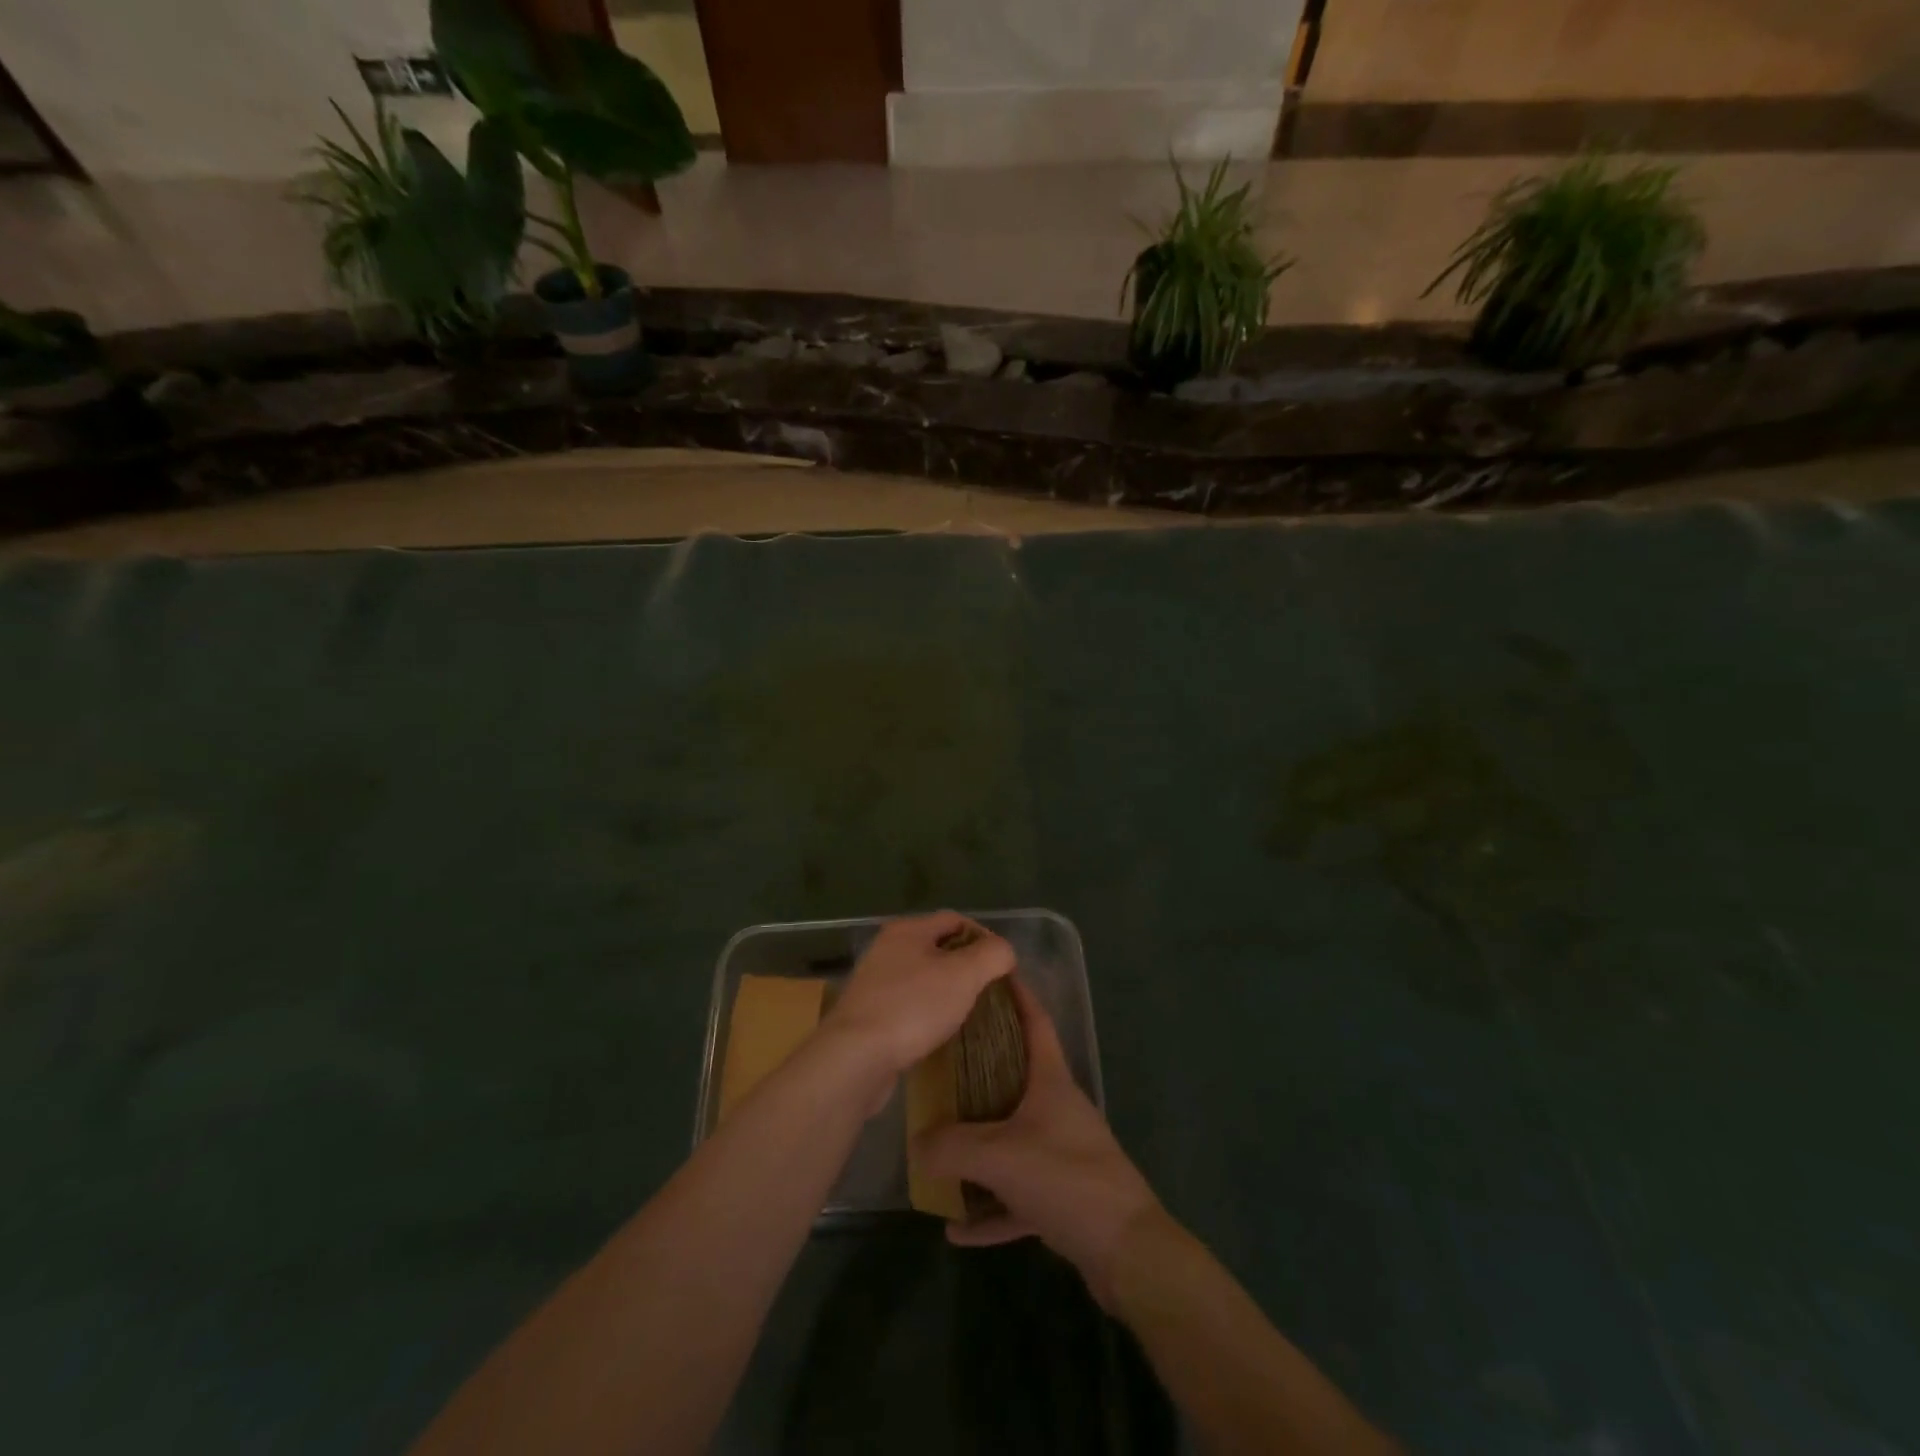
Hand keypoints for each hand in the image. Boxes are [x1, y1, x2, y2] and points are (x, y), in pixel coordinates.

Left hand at [825, 911, 1015, 1079]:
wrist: (855, 1057)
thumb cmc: (913, 1008)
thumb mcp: (964, 975)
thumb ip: (992, 955)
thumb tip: (1004, 951)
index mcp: (907, 929)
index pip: (956, 919)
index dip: (985, 937)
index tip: (1004, 966)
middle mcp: (887, 948)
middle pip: (938, 947)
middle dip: (967, 965)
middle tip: (990, 990)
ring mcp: (875, 981)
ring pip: (923, 977)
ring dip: (948, 991)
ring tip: (970, 1012)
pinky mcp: (869, 1013)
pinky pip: (909, 1004)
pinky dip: (928, 1012)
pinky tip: (940, 1032)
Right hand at [917, 978, 1160, 1307]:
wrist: (1128, 1252)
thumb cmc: (1067, 1179)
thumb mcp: (1001, 1156)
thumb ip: (952, 1147)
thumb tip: (916, 1142)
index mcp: (1051, 1082)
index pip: (1035, 1022)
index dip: (1017, 995)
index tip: (994, 974)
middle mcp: (1057, 1110)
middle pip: (1016, 1078)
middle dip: (981, 1069)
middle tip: (942, 1062)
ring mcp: (1062, 1154)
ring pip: (1012, 1139)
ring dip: (979, 1149)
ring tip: (939, 1150)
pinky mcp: (1063, 1198)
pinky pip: (1016, 1196)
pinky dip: (989, 1209)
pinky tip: (956, 1228)